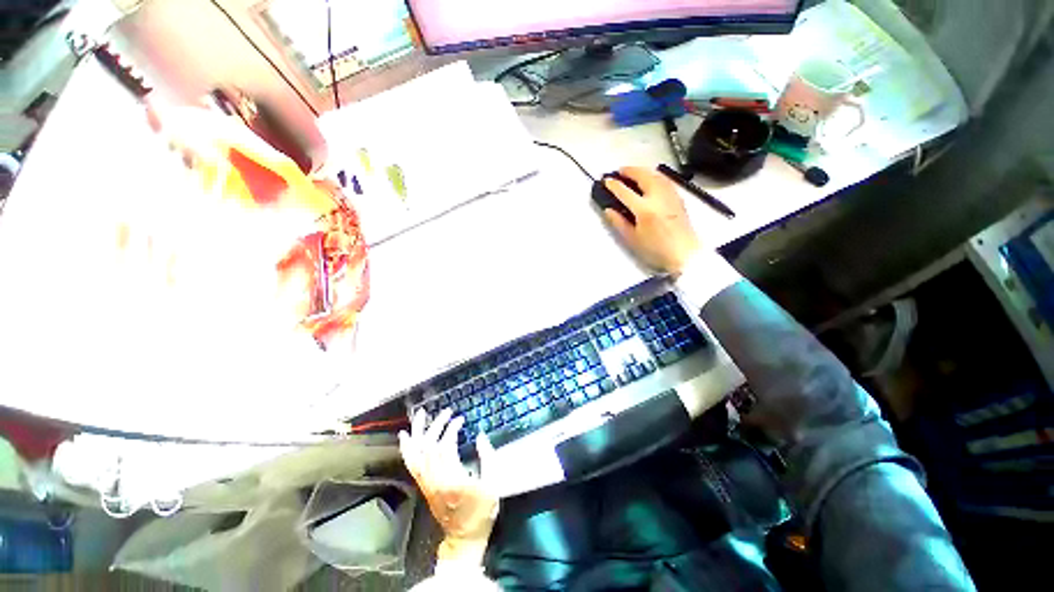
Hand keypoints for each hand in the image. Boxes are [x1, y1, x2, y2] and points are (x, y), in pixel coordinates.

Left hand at [399, 408, 498, 565]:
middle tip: (447, 411)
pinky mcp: (423, 486)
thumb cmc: (481, 512)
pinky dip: (407, 448)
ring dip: (418, 432)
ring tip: (421, 414)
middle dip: (437, 425)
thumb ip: (488, 457)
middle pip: (429, 446)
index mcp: (453, 479)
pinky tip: (405, 436)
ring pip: (416, 453)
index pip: (446, 446)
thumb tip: (480, 435)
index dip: (451, 429)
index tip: (460, 419)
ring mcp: (427, 483)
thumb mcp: (493, 484)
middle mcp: (435, 479)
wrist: (464, 538)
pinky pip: (411, 464)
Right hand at [602, 166, 701, 274]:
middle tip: (620, 171)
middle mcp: (658, 197)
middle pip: (643, 176)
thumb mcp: (632, 239)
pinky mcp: (678, 198)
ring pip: (656, 174)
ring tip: (633, 172)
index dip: (614, 185)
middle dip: (630, 170)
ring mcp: (670, 195)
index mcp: (644, 209)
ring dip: (642, 170)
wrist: (684, 254)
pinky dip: (654, 175)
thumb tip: (608, 210)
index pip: (625, 192)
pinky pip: (664, 180)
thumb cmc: (655, 250)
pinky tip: (651, 179)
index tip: (606, 181)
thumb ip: (619, 223)